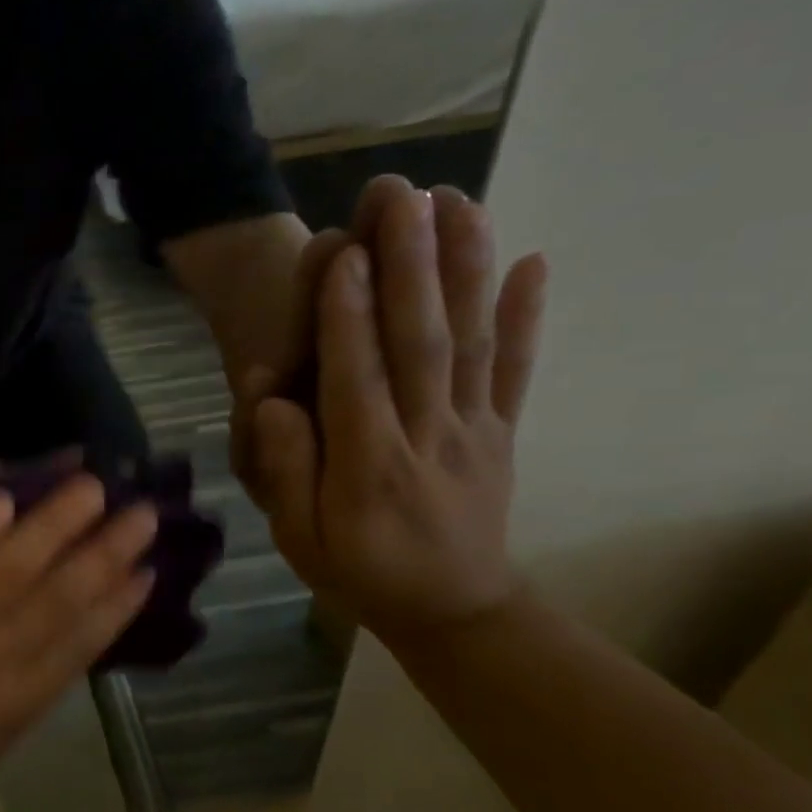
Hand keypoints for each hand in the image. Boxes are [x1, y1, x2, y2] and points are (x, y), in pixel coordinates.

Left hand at [0, 476, 157, 811]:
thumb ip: (32, 687)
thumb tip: (73, 634)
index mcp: (17, 701)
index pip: (80, 644)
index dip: (118, 605)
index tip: (149, 569)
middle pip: (58, 598)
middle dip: (105, 554)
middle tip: (142, 513)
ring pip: (12, 571)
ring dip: (54, 527)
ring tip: (90, 488)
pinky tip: (4, 499)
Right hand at [244, 182, 548, 642]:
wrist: (454, 613)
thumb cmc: (359, 574)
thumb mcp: (298, 539)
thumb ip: (287, 471)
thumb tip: (278, 404)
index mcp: (368, 466)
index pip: (357, 377)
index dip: (351, 316)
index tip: (348, 252)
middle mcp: (426, 436)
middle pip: (419, 341)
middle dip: (411, 265)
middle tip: (404, 197)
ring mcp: (473, 430)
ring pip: (469, 342)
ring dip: (466, 269)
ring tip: (462, 204)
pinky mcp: (502, 432)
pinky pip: (516, 371)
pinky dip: (528, 317)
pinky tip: (534, 262)